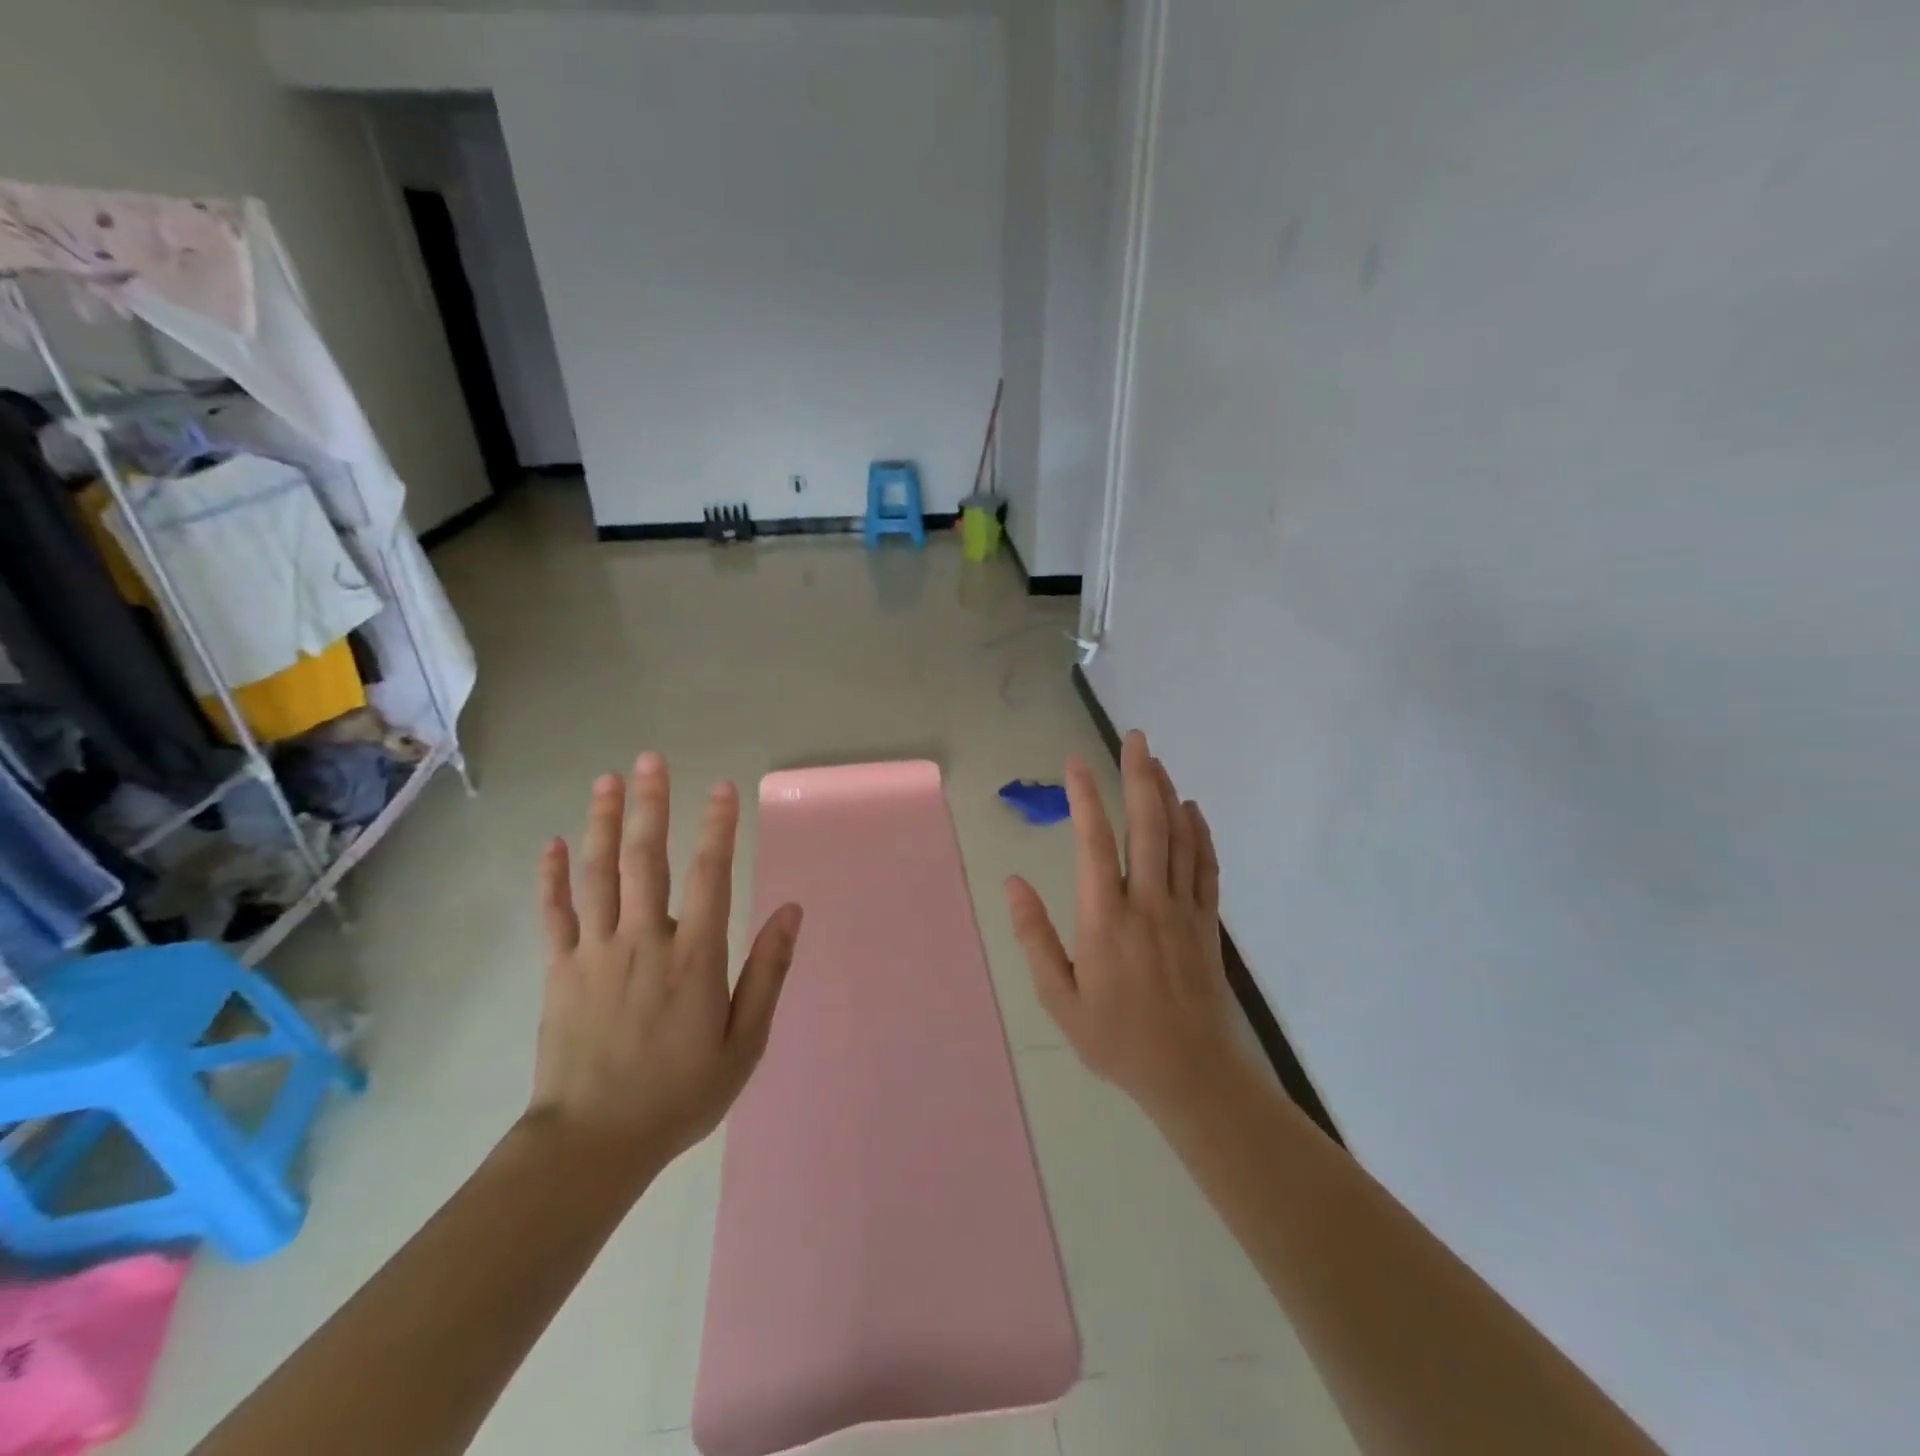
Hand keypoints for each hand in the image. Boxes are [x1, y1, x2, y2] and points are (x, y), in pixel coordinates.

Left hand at [528, 752, 802, 1179]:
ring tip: (606, 781)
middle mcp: (644, 940)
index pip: (709, 875)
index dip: (717, 827)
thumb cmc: (680, 1093)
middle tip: (650, 760)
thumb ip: (768, 972)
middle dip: (650, 805)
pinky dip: (552, 877)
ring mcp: (595, 952)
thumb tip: (791, 911)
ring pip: (598, 874)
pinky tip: (551, 843)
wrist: (593, 1143)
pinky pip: (554, 914)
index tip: (721, 788)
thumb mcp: (745, 1041)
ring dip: (602, 823)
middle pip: (646, 859)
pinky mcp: (560, 970)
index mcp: (694, 956)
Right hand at [1005, 731, 1246, 1121]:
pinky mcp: (1207, 922)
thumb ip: (1034, 937)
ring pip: (1179, 837)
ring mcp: (1182, 910)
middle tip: (1134, 737)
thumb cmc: (1115, 1038)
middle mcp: (1146, 903)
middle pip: (1146, 826)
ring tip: (1156, 759)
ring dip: (1167, 793)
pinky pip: (1206, 865)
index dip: (1084, 797)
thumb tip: (1012, 882)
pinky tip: (1192, 808)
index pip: (1093, 843)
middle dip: (1139, 776)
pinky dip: (1200, 832)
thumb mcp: (1059, 998)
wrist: (1190, 1074)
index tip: (1075, 762)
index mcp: (1105, 919)